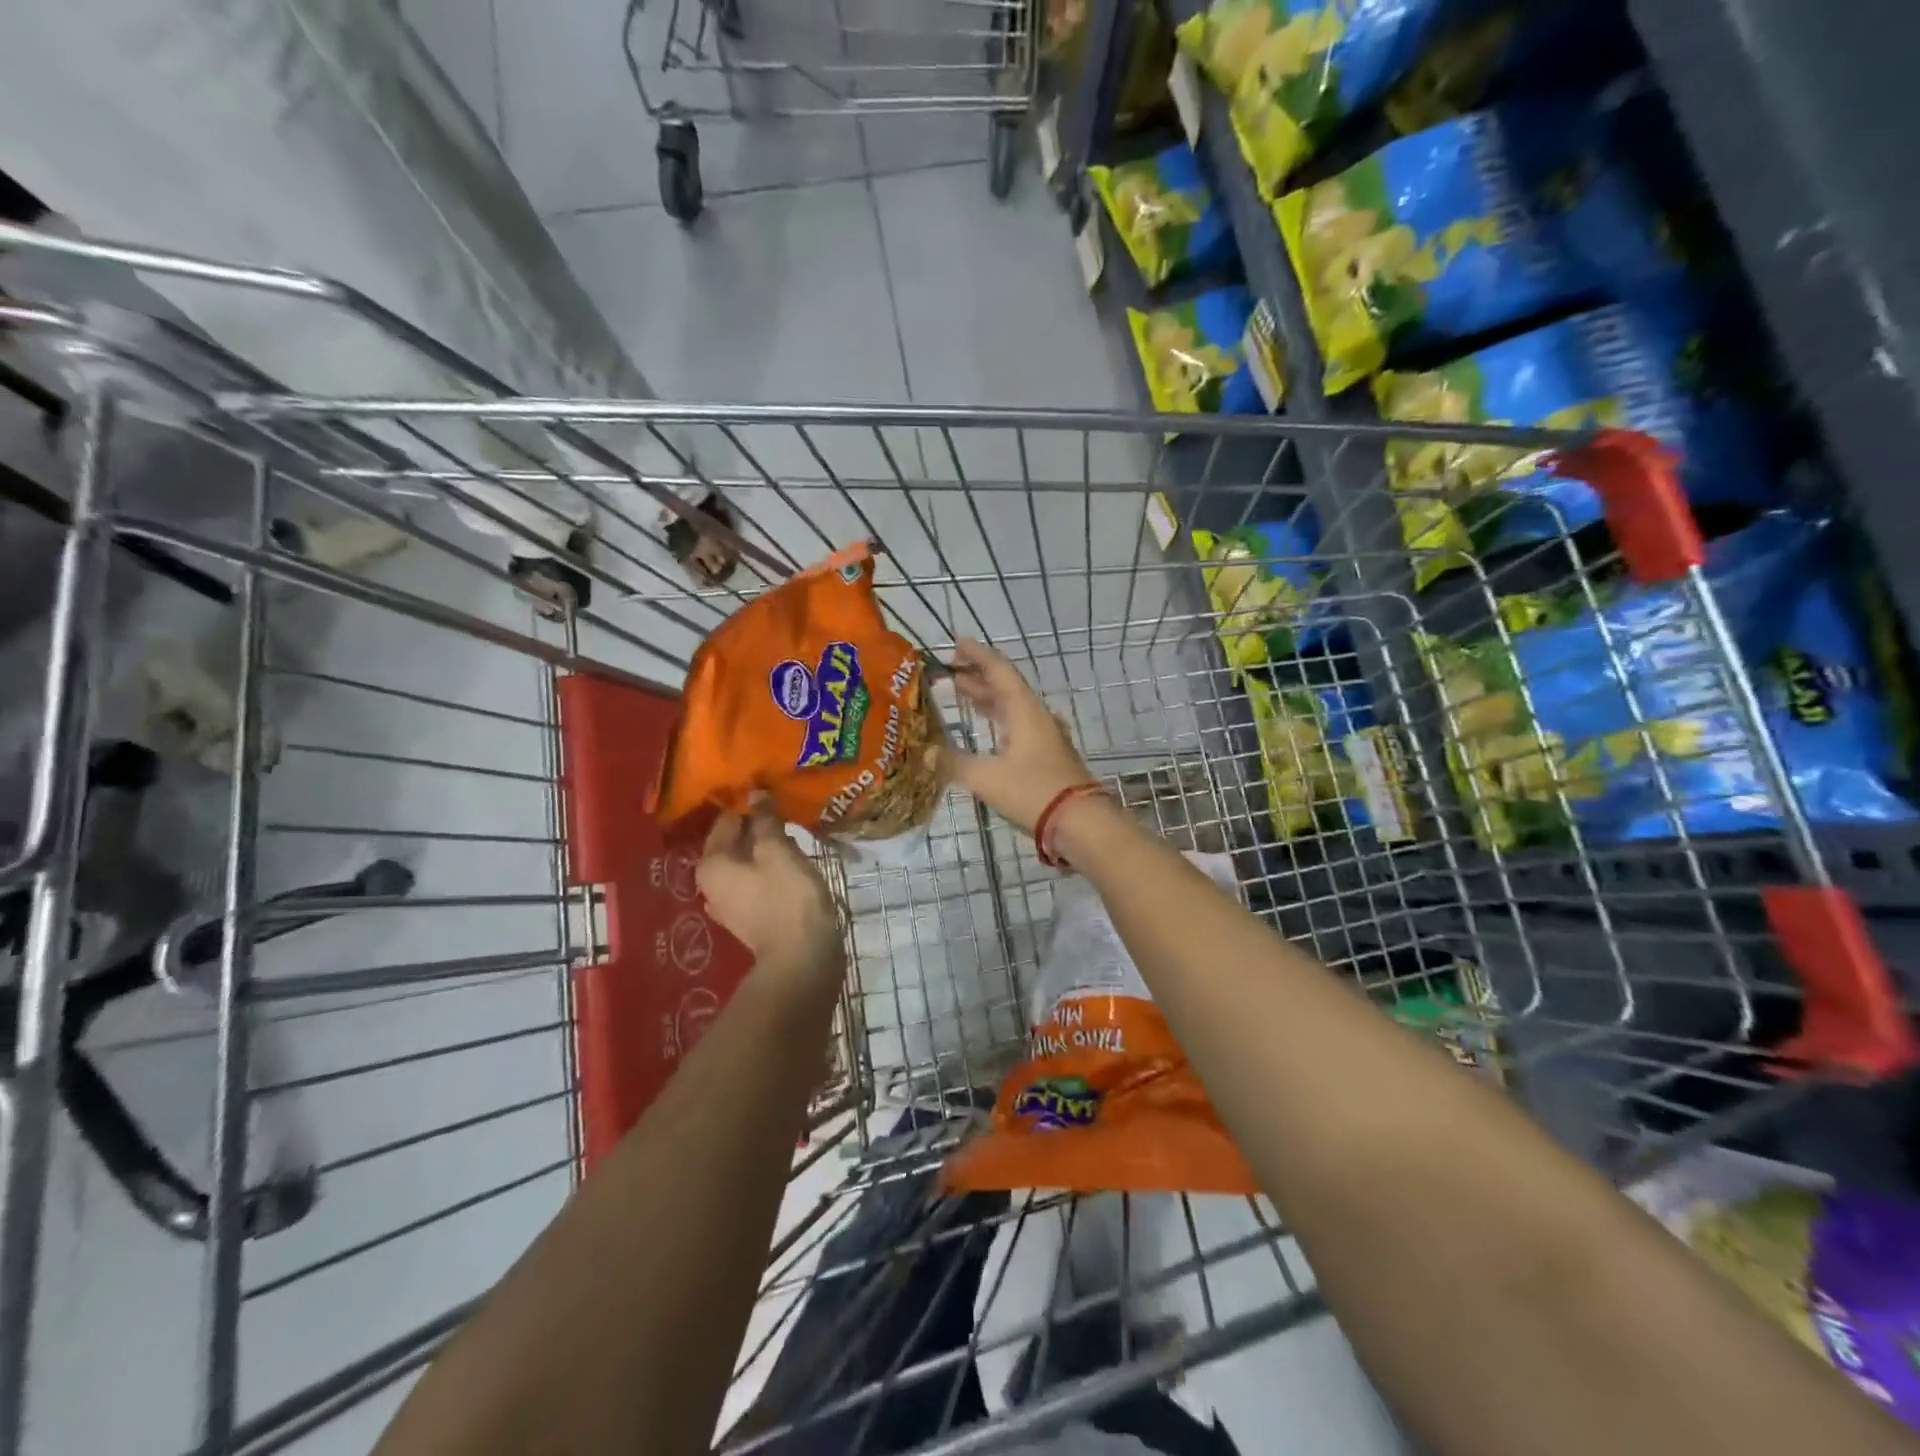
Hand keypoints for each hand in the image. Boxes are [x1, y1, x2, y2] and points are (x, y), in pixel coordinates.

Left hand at [697, 801, 840, 976]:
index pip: (726, 819)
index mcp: (711, 863)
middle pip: (734, 842)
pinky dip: (769, 870)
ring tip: (793, 834)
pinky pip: (755, 882)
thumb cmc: (788, 897)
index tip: (773, 791)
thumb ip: (765, 820)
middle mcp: (711, 883)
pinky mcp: (748, 917)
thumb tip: (756, 794)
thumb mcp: (778, 850)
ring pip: (746, 863)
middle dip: (758, 826)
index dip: (750, 803)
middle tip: (786, 811)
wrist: (801, 958)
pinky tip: (790, 863)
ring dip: (765, 848)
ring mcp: (728, 904)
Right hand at [946, 638, 1095, 834]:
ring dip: (988, 700)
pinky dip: (999, 723)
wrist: (1081, 823)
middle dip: (977, 679)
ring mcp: (1046, 737)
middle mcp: (1036, 717)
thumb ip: (953, 764)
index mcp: (1024, 710)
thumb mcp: (986, 777)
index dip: (977, 655)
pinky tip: (990, 733)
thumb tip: (926, 754)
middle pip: (1005, 688)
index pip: (999, 671)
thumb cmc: (1034, 791)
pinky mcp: (1049, 757)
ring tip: (962, 697)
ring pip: (1013, 709)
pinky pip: (1019, 728)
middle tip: (949, 675)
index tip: (957, 643)